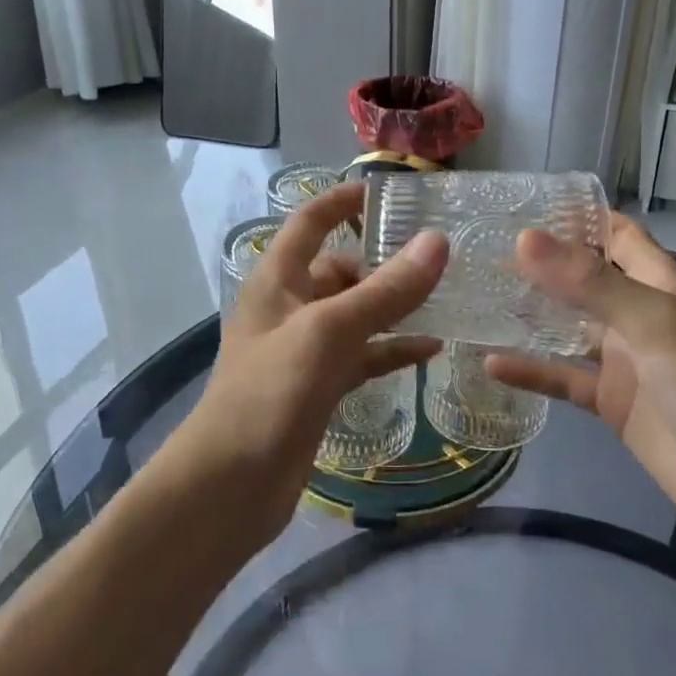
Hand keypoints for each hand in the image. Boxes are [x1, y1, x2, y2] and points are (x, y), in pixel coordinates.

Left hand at [176, 181, 445, 545]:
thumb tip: (437, 242)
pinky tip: (431, 350)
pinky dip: (391, 349)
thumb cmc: (271, 393)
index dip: (343, 200)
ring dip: (393, 307)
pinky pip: (362, 355)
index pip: (311, 221)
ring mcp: (304, 349)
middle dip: (382, 262)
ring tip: (444, 299)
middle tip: (439, 258)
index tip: (388, 191)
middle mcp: (289, 306)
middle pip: (340, 269)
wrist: (230, 485)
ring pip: (356, 314)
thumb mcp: (330, 331)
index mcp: (278, 279)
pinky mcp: (318, 386)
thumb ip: (385, 290)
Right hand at [487, 215, 675, 545]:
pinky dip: (531, 370)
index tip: (520, 205)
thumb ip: (590, 283)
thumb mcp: (654, 323)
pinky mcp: (612, 402)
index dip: (574, 217)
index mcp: (657, 284)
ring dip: (529, 315)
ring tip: (475, 298)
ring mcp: (623, 360)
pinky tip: (491, 362)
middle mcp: (637, 315)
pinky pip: (564, 378)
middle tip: (480, 252)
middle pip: (583, 278)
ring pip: (566, 327)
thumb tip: (523, 240)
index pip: (614, 233)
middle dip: (539, 264)